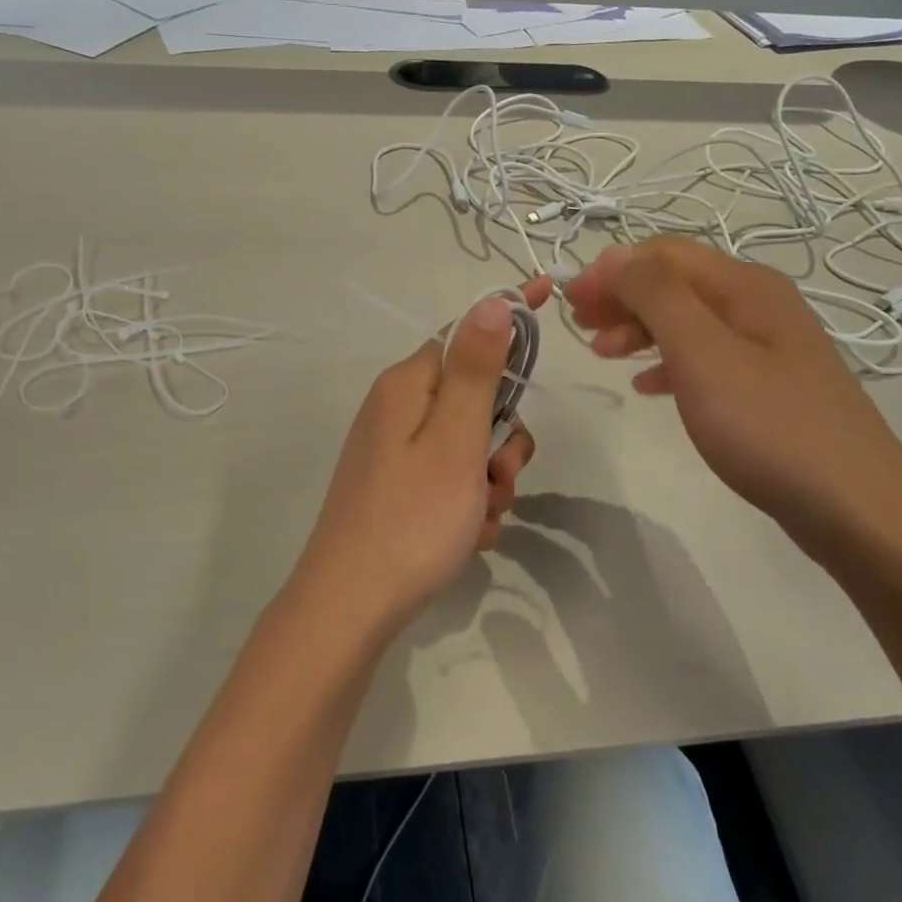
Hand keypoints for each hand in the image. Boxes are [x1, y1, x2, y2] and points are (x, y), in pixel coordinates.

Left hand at [287, 278, 547, 632]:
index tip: (550, 295)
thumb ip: (476, 370)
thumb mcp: (454, 439)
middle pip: (474, 398)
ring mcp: (395, 452)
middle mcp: (397, 410)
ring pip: (469, 445)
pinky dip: (469, 503)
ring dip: (489, 478)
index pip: (467, 332)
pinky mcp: (398, 489)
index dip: (509, 320)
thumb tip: (491, 303)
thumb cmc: (412, 518)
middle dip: (501, 438)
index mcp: (407, 385)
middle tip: (499, 477)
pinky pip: (451, 480)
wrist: (351, 606)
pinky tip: (468, 536)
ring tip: (481, 517)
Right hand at [565, 239, 901, 540]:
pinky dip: (667, 361)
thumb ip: (656, 296)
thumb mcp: (702, 353)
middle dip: (621, 296)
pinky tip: (646, 386)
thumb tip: (615, 255)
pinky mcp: (769, 385)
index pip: (663, 253)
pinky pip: (705, 357)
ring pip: (688, 320)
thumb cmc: (768, 426)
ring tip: (602, 354)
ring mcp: (768, 346)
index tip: (568, 301)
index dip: (611, 269)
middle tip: (578, 326)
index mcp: (744, 286)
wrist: (854, 506)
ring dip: (639, 328)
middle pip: (676, 282)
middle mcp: (758, 304)